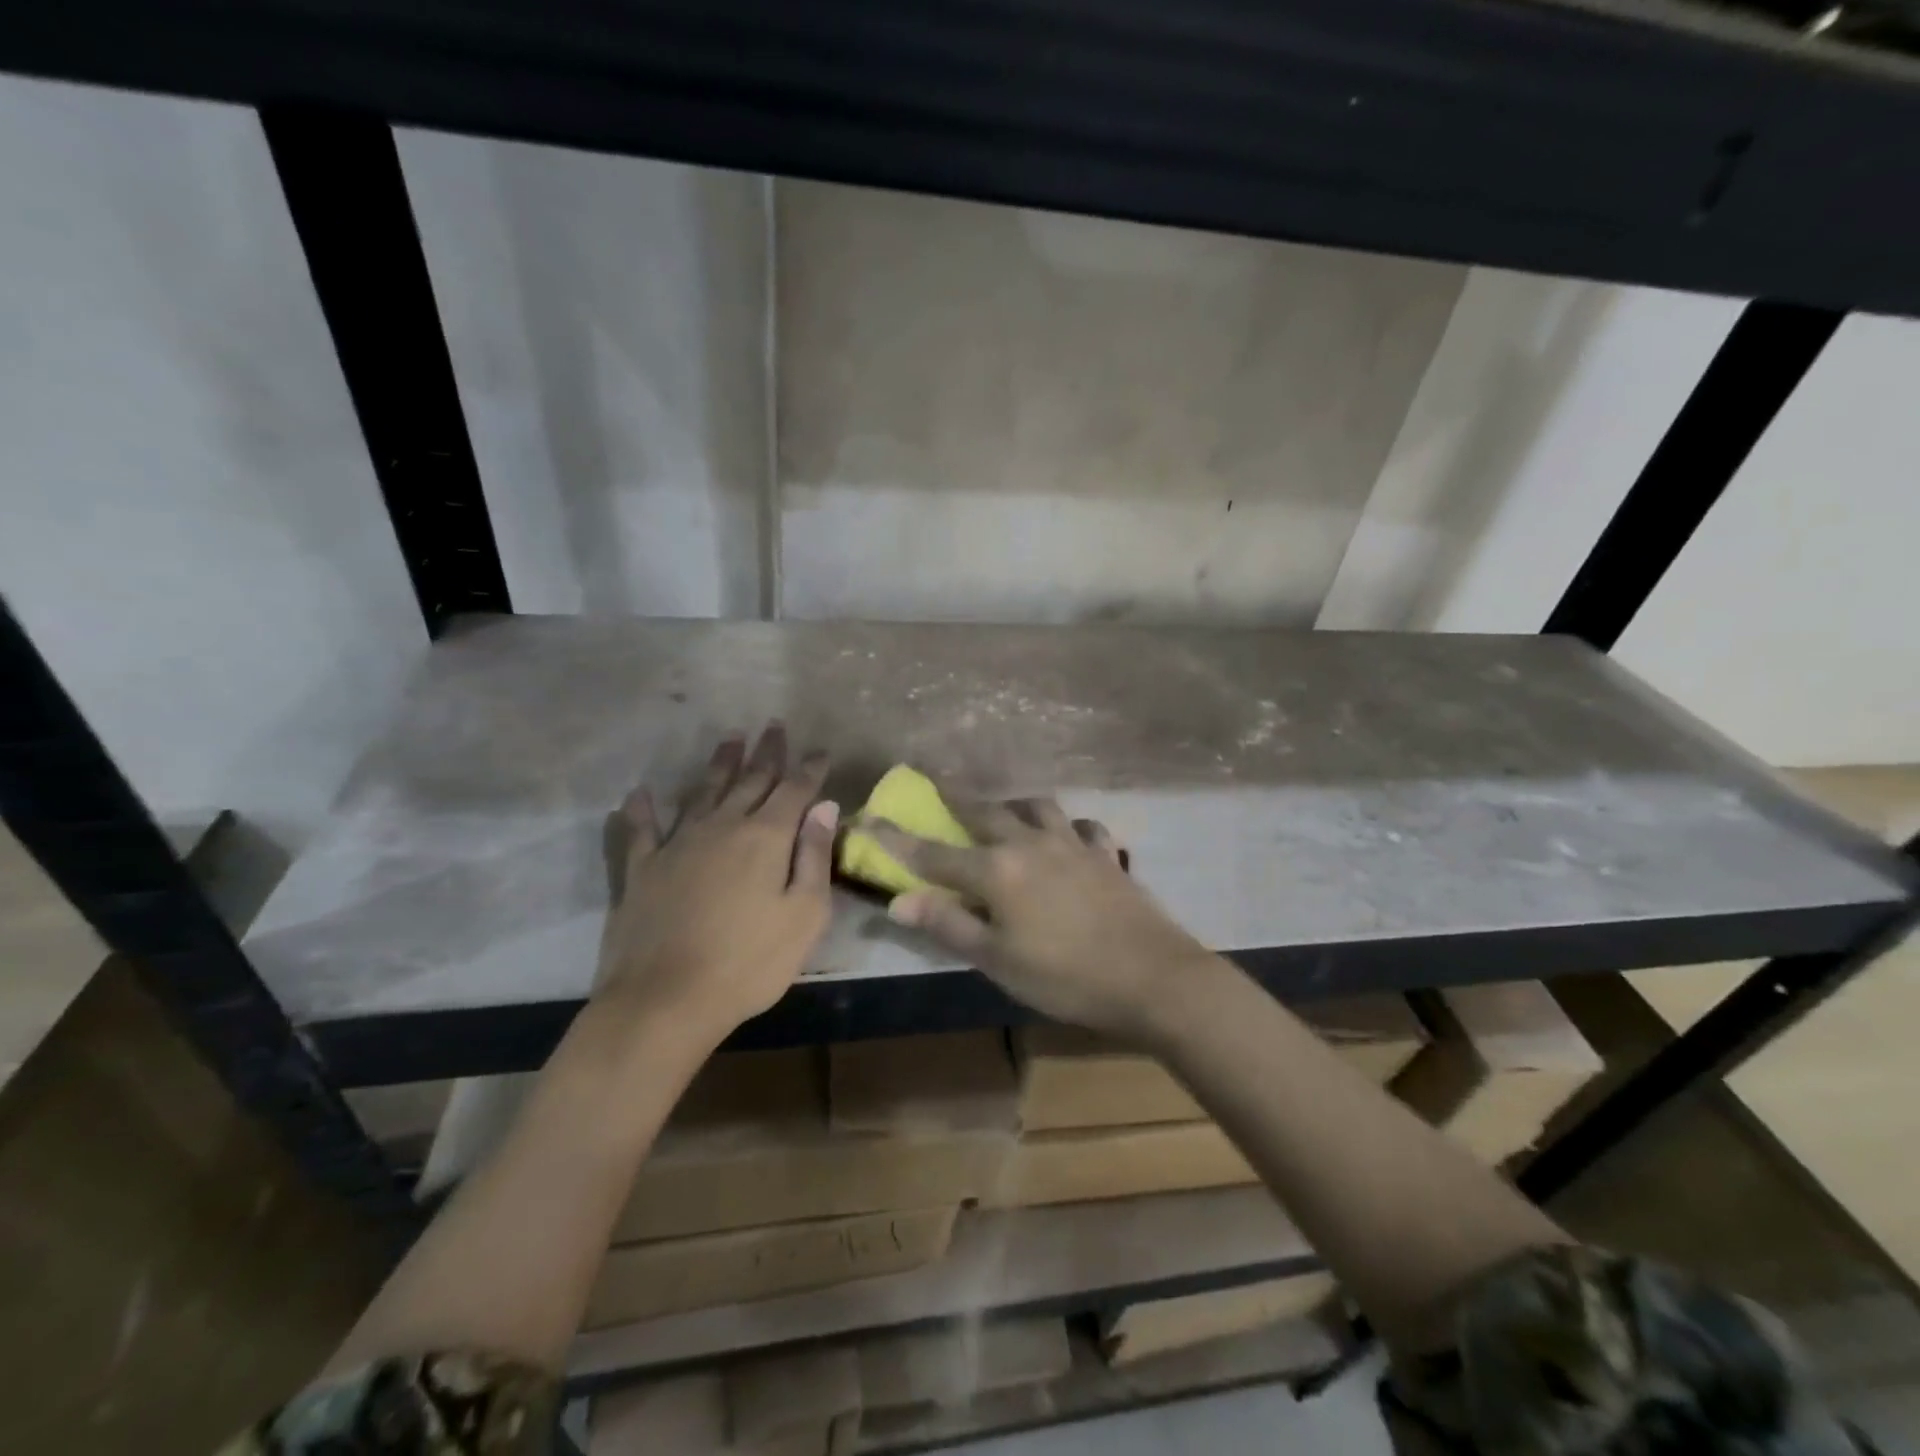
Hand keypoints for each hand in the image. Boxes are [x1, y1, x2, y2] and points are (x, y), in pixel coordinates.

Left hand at [597, 725, 836, 1049]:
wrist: (666, 1000)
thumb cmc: (750, 963)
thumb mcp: (804, 916)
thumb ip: (814, 856)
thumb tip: (825, 807)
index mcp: (766, 838)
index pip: (795, 791)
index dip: (810, 769)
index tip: (820, 751)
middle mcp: (723, 827)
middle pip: (751, 780)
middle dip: (767, 752)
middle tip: (775, 726)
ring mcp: (678, 844)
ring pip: (704, 791)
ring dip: (720, 763)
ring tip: (731, 737)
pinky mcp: (643, 869)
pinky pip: (643, 830)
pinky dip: (642, 810)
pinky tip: (640, 793)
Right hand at [863, 796, 1219, 1042]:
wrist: (1152, 976)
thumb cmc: (1066, 976)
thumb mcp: (998, 960)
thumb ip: (949, 925)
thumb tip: (899, 902)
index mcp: (997, 871)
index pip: (934, 853)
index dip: (898, 838)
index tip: (870, 816)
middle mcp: (1030, 844)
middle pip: (984, 812)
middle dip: (955, 794)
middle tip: (936, 776)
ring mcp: (1073, 845)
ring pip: (1037, 807)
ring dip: (1013, 803)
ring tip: (1005, 806)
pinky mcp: (1106, 855)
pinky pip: (1083, 828)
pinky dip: (1069, 827)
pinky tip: (1069, 835)